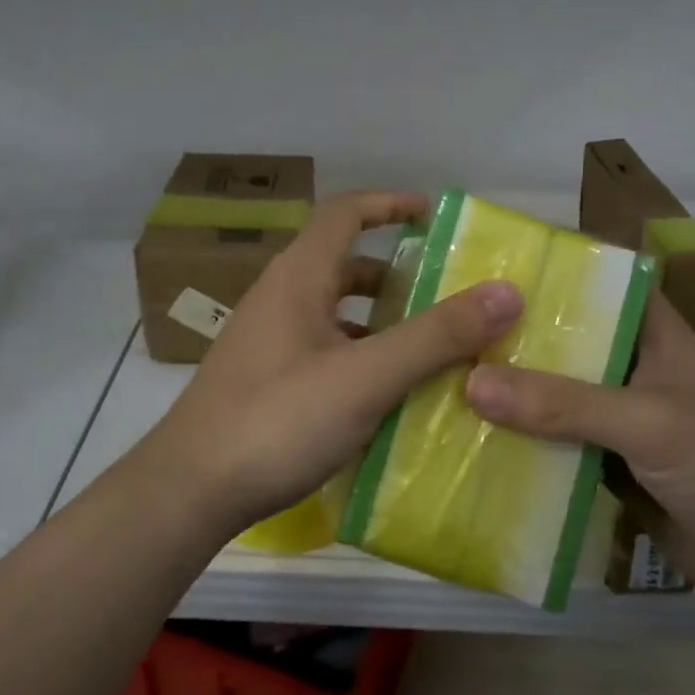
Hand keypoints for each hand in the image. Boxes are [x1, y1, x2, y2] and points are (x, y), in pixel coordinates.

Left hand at [135, 191, 523, 536]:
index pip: (344, 213)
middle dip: (396, 276)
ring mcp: (268, 342)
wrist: (189, 490)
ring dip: (380, 322)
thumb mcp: (365, 377)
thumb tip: (504, 292)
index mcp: (298, 278)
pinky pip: (324, 352)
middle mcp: (279, 299)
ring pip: (335, 314)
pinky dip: (360, 358)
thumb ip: (435, 336)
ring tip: (429, 349)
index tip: (433, 215)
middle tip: (446, 297)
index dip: (389, 204)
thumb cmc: (277, 420)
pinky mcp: (266, 381)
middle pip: (343, 265)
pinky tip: (386, 395)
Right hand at [463, 292, 694, 610]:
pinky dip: (522, 445)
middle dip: (511, 339)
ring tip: (440, 378)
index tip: (486, 267)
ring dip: (510, 396)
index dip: (550, 272)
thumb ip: (563, 404)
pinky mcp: (608, 467)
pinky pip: (556, 447)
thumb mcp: (648, 422)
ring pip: (554, 398)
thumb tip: (471, 382)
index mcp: (652, 335)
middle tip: (443, 328)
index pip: (598, 285)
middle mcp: (630, 369)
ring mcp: (618, 420)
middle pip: (564, 344)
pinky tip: (470, 440)